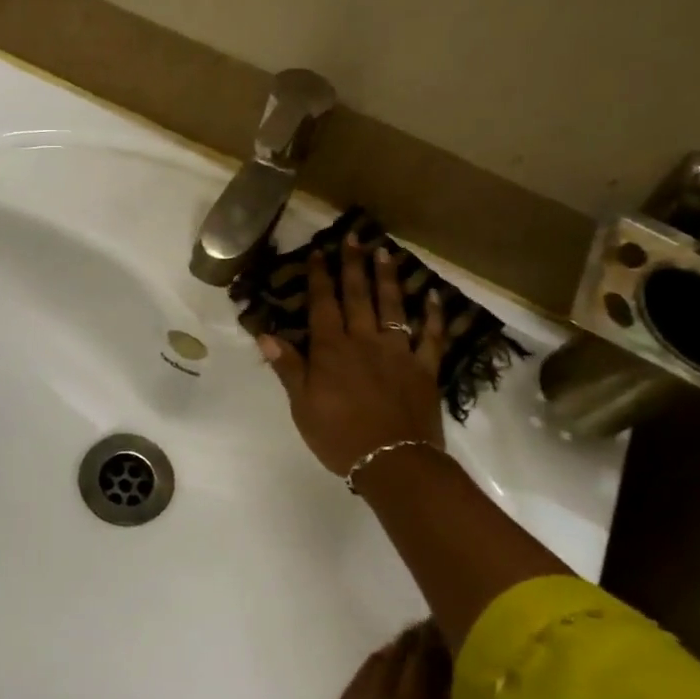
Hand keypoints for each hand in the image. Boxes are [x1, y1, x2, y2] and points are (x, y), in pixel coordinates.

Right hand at [258, 240, 450, 476]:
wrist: (393, 461)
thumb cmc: (339, 437)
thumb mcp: (302, 406)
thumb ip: (289, 368)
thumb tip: (266, 335)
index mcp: (332, 350)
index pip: (323, 305)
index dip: (320, 277)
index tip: (318, 251)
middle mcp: (365, 341)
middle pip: (358, 296)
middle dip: (353, 265)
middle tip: (354, 236)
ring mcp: (398, 352)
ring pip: (392, 307)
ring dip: (388, 278)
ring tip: (385, 251)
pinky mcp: (424, 368)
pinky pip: (431, 336)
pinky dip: (433, 315)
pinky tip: (433, 295)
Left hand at [259, 625, 468, 698]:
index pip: (452, 678)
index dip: (463, 653)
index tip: (483, 637)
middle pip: (415, 659)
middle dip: (433, 641)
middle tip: (453, 627)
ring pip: (383, 663)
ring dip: (402, 650)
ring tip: (420, 643)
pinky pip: (361, 680)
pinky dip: (376, 669)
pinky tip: (383, 676)